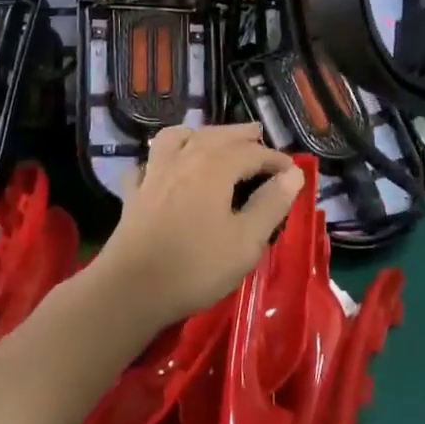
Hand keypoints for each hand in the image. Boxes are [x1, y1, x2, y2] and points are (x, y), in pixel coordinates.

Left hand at [94, 123, 302, 327]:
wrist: (131, 289)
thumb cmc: (196, 266)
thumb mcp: (246, 241)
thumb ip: (271, 204)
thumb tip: (293, 175)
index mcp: (215, 166)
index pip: (252, 152)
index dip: (275, 159)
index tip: (292, 171)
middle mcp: (184, 158)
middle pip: (216, 135)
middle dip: (240, 135)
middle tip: (258, 135)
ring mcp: (155, 172)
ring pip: (178, 138)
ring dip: (199, 134)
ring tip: (212, 140)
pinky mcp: (134, 192)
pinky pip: (148, 163)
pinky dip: (161, 158)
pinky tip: (165, 168)